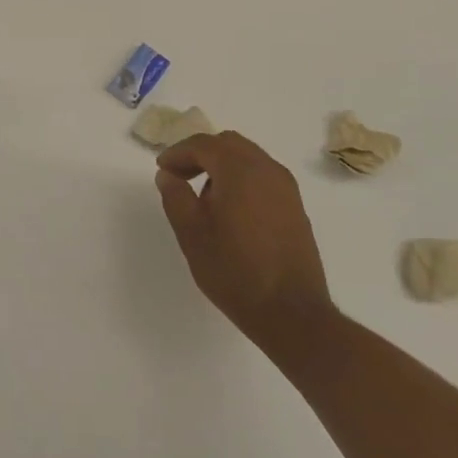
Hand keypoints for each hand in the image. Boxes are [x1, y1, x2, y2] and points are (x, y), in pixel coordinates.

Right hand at [155, 132, 336, 347]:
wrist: (292, 313)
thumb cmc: (235, 272)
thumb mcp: (192, 234)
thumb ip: (175, 197)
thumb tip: (167, 175)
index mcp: (240, 170)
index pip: (203, 144)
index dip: (177, 152)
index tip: (162, 169)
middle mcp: (267, 169)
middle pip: (228, 144)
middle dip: (200, 154)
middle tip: (180, 176)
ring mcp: (286, 188)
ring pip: (248, 158)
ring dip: (222, 165)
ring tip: (203, 196)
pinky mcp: (295, 206)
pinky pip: (263, 176)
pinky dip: (241, 178)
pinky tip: (230, 209)